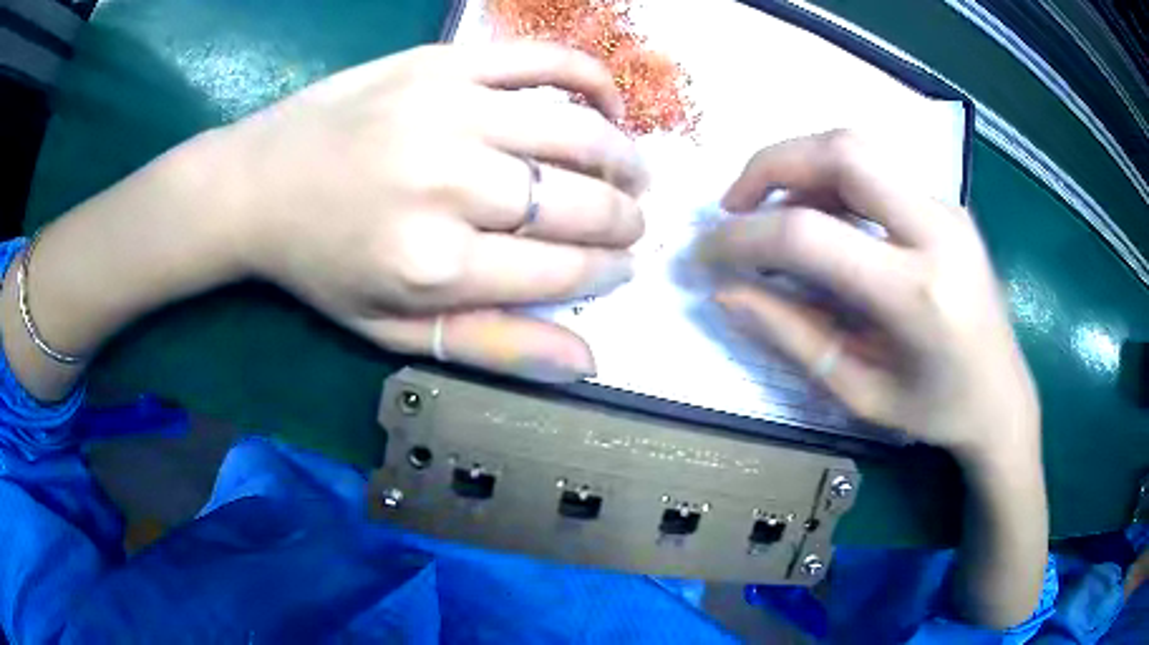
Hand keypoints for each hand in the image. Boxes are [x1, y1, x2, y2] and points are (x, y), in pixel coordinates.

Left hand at [206, 43, 646, 381]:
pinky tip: (607, 102)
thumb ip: (489, 343)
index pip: (561, 270)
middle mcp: (450, 184)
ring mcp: (448, 111)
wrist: (258, 184)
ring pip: (575, 132)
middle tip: (635, 223)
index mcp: (435, 265)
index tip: (624, 266)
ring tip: (635, 172)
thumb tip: (586, 358)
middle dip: (625, 220)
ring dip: (623, 157)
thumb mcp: (392, 329)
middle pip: (578, 203)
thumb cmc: (321, 265)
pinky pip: (541, 60)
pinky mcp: (441, 64)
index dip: (607, 271)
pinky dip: (590, 77)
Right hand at [699, 130, 1038, 467]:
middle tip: (735, 205)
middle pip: (842, 151)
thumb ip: (791, 336)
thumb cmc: (934, 409)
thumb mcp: (859, 391)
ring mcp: (948, 206)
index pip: (811, 236)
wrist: (1002, 396)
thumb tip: (725, 292)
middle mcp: (938, 230)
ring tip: (775, 215)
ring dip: (801, 168)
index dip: (743, 238)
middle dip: (771, 164)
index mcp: (917, 294)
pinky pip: (878, 168)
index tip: (707, 254)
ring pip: (858, 148)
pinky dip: (832, 180)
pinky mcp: (948, 202)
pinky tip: (823, 219)